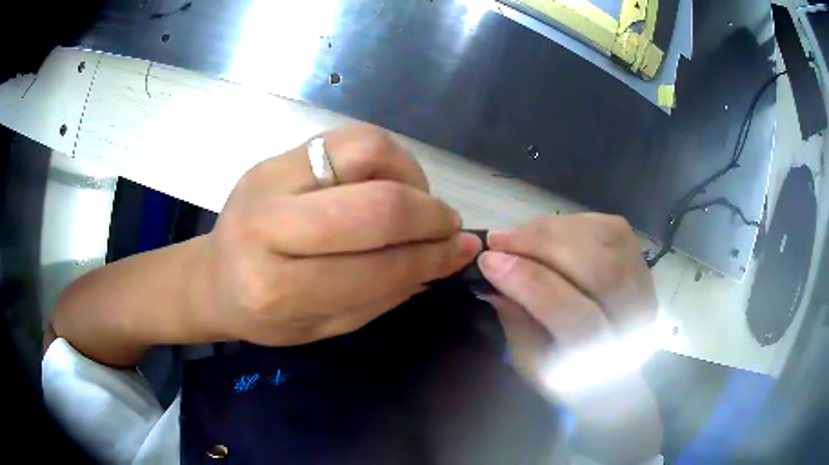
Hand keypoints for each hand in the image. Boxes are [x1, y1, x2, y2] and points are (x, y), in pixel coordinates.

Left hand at [196, 124, 481, 345]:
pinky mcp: (276, 155)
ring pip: (367, 150)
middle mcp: (268, 226)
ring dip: (410, 175)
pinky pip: (349, 138)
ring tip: (415, 201)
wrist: (213, 277)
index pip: (376, 268)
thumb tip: (450, 255)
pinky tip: (388, 180)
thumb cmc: (266, 315)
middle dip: (429, 214)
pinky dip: (386, 157)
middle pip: (375, 204)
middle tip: (447, 226)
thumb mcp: (327, 325)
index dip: (430, 258)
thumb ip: (388, 291)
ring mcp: (270, 178)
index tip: (462, 251)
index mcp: (277, 289)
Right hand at [477, 214, 660, 461]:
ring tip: (516, 233)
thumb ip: (516, 321)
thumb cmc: (568, 371)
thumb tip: (494, 275)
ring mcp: (645, 283)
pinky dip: (569, 223)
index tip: (488, 262)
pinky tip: (545, 230)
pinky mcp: (641, 257)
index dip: (532, 284)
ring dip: (553, 230)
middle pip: (600, 270)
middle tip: (499, 239)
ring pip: (607, 240)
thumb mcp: (532, 362)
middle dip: (542, 247)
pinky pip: (608, 225)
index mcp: (606, 359)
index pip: (577, 316)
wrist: (616, 362)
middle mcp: (636, 318)